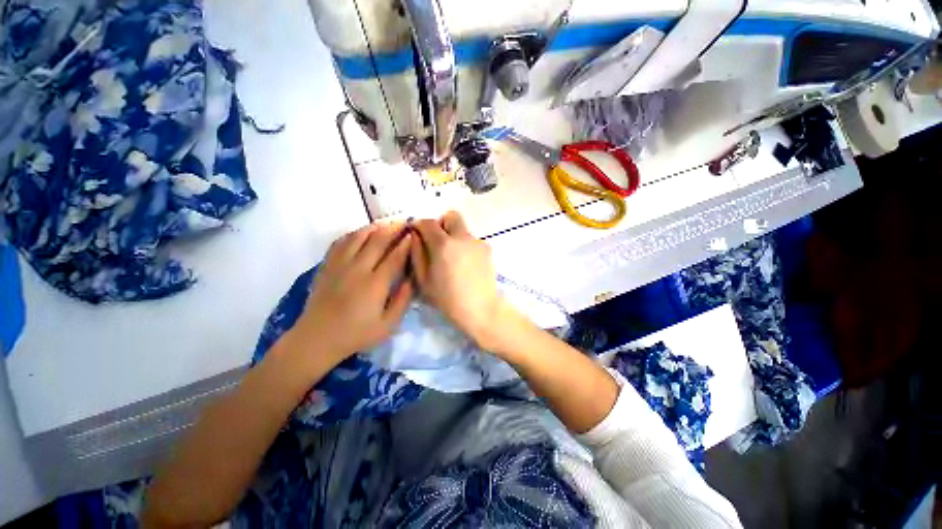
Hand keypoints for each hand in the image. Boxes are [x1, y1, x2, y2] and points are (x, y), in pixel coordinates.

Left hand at [289, 223, 413, 367]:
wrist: (317, 338)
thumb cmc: (356, 334)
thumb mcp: (387, 325)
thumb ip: (403, 301)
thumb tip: (411, 279)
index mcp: (375, 284)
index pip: (395, 256)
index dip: (406, 244)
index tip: (413, 234)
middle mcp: (357, 269)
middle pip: (378, 241)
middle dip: (393, 229)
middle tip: (403, 222)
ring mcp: (339, 265)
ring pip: (358, 237)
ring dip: (374, 227)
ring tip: (385, 223)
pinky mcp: (327, 266)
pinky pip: (340, 243)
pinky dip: (353, 234)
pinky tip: (360, 233)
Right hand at [410, 211, 512, 349]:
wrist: (481, 309)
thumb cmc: (447, 299)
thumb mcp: (423, 280)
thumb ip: (417, 252)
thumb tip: (415, 235)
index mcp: (443, 244)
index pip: (427, 222)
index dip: (418, 224)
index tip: (416, 232)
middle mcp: (462, 237)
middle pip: (450, 216)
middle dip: (441, 224)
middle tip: (436, 241)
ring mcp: (477, 242)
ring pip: (462, 229)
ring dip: (454, 236)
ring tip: (452, 259)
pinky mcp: (487, 249)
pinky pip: (471, 240)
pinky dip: (465, 246)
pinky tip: (465, 265)